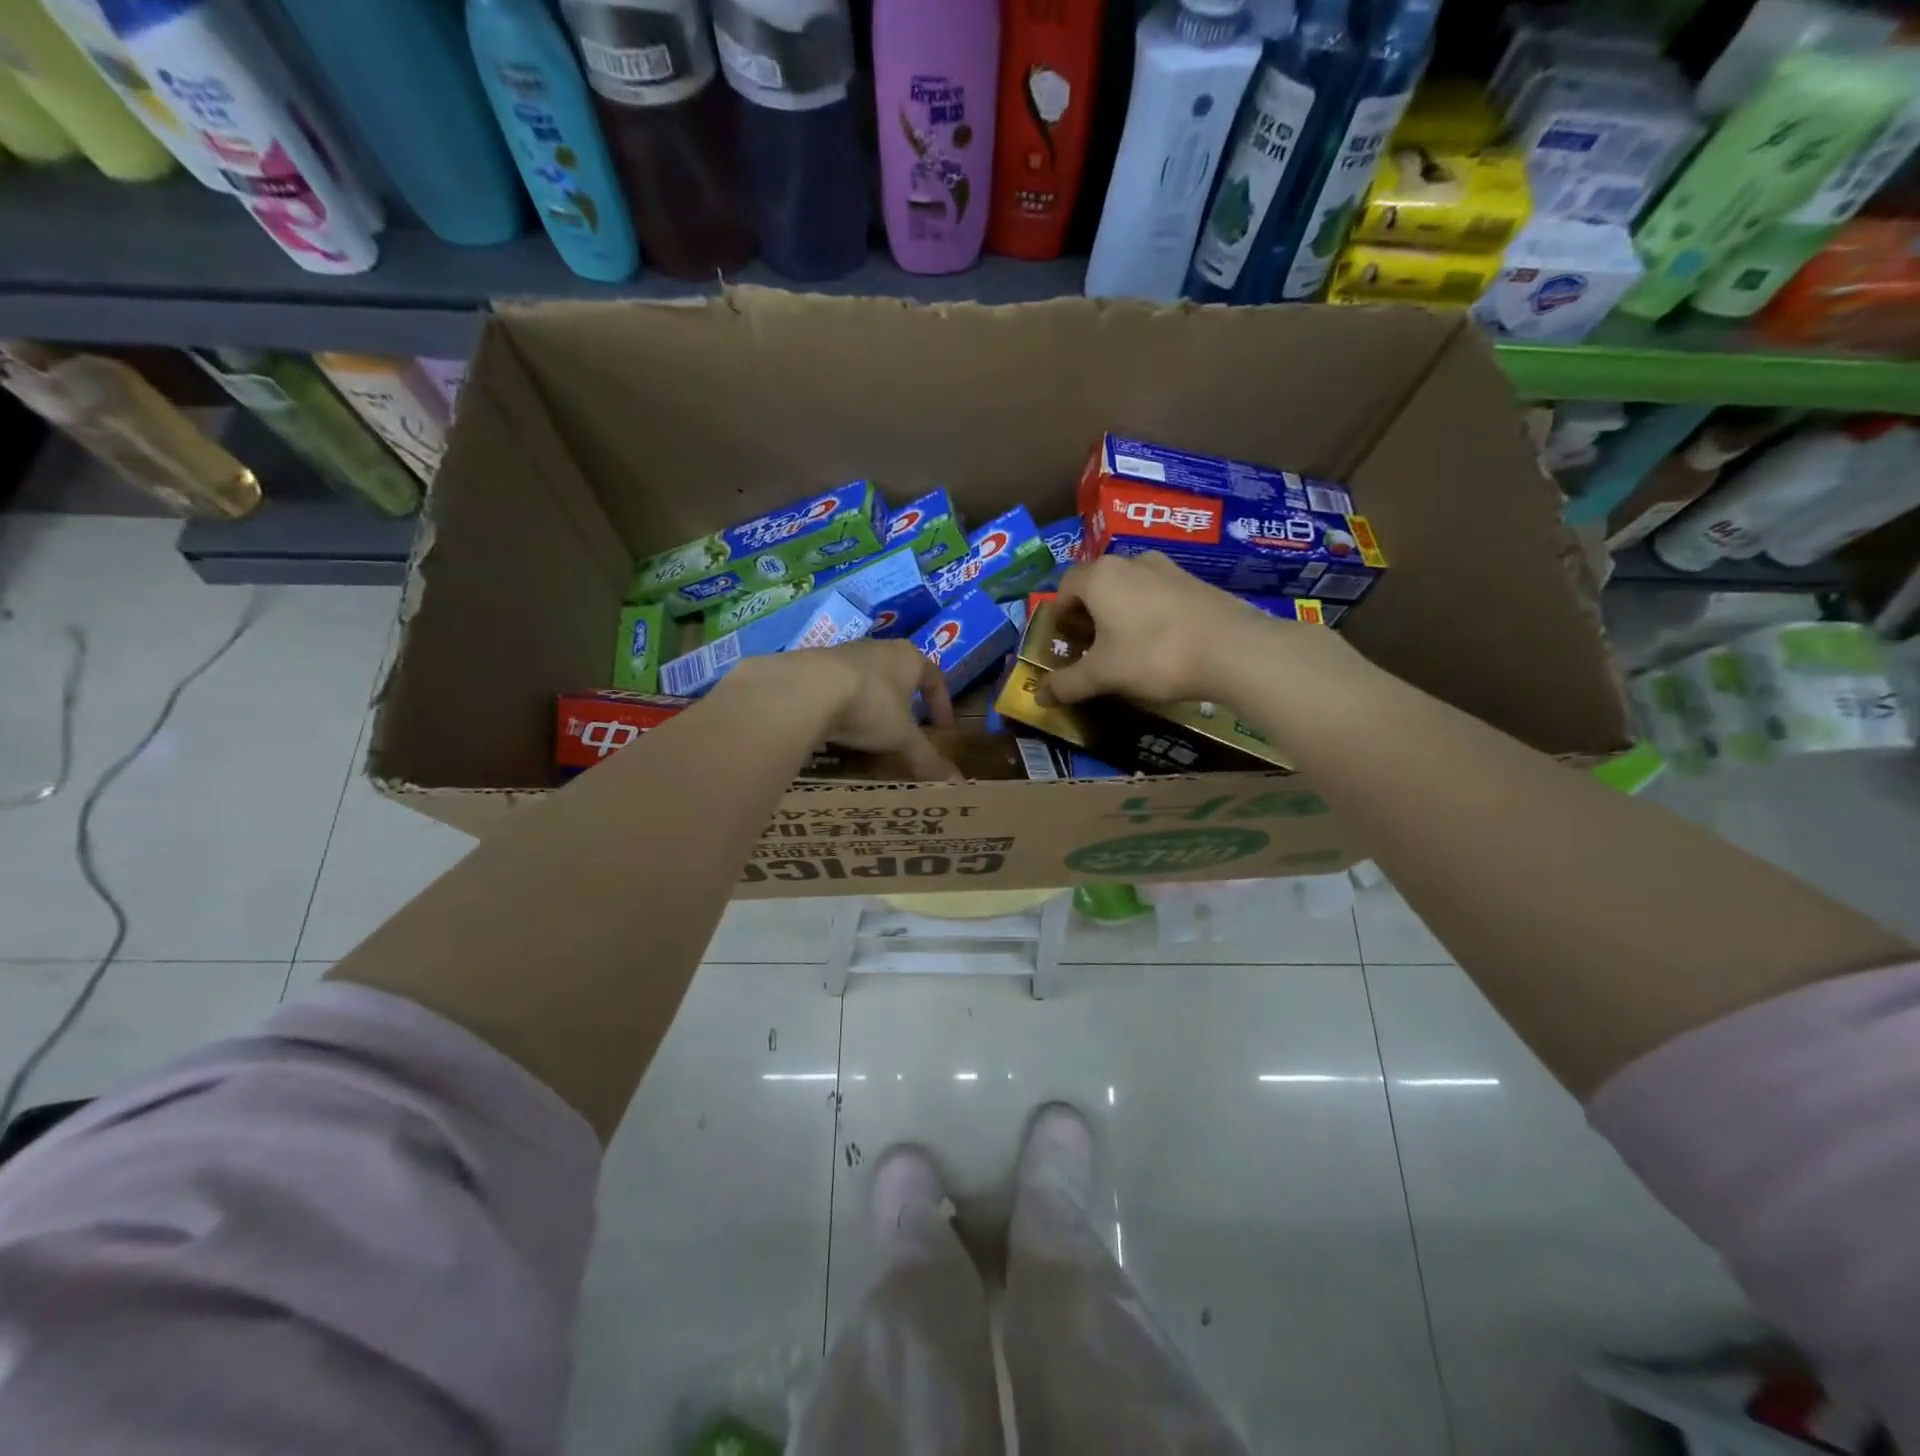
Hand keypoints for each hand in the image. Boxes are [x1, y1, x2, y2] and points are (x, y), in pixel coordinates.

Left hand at [757, 639, 960, 781]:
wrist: (806, 689)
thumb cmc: (870, 705)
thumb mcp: (902, 737)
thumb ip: (927, 758)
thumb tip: (957, 783)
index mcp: (908, 658)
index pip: (934, 676)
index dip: (941, 703)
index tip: (943, 728)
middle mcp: (879, 649)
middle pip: (899, 674)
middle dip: (905, 701)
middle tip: (907, 728)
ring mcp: (844, 653)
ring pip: (867, 679)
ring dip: (872, 703)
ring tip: (871, 731)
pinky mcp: (815, 665)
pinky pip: (838, 687)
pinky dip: (843, 706)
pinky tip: (838, 727)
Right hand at [1041, 553, 1325, 707]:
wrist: (1232, 650)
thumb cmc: (1154, 655)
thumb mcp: (1103, 675)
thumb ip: (1068, 684)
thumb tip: (1040, 696)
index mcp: (1099, 576)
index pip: (1064, 587)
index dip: (1059, 615)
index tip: (1064, 642)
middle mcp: (1130, 561)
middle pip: (1097, 585)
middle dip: (1088, 615)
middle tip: (1091, 648)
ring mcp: (1167, 568)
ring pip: (1129, 588)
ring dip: (1119, 613)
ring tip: (1126, 648)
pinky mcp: (1195, 581)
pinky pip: (1157, 595)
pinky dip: (1148, 614)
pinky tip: (1160, 644)